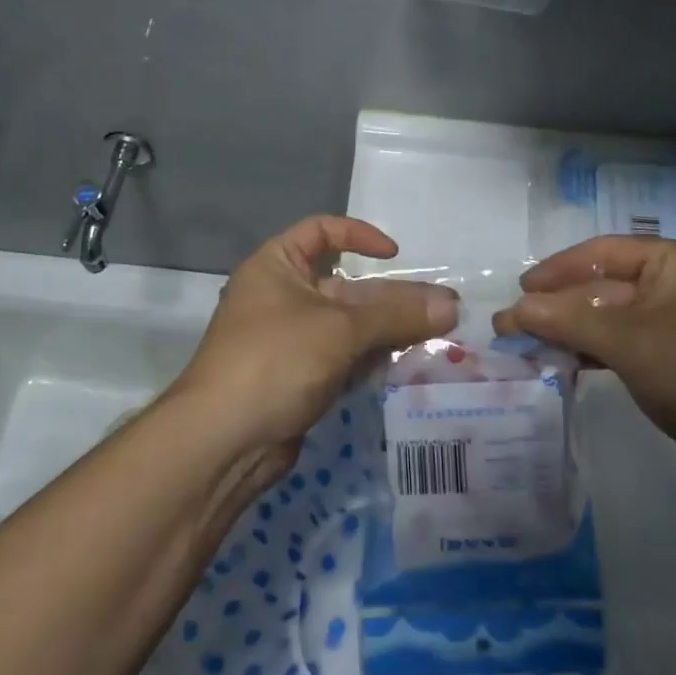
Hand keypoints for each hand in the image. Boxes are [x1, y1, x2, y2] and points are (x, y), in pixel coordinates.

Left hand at [170, 216, 457, 486]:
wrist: (222, 443)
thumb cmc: (275, 360)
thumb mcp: (339, 329)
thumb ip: (397, 315)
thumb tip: (453, 305)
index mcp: (277, 266)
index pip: (321, 232)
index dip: (358, 236)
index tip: (394, 256)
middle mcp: (282, 297)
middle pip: (345, 286)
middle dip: (391, 298)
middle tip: (442, 310)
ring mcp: (290, 341)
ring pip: (349, 326)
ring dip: (388, 331)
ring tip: (437, 338)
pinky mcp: (299, 379)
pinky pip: (343, 358)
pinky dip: (372, 359)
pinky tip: (406, 365)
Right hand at [493, 236, 675, 484]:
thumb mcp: (630, 342)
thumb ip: (569, 320)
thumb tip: (514, 308)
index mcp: (675, 262)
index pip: (603, 253)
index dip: (557, 269)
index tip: (521, 289)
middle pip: (603, 286)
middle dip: (559, 305)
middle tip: (512, 324)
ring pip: (611, 317)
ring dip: (572, 329)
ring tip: (527, 345)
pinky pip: (625, 343)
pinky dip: (594, 350)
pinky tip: (563, 363)